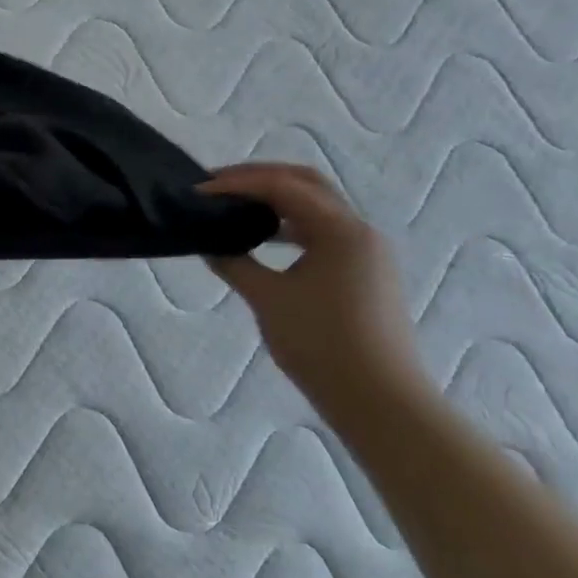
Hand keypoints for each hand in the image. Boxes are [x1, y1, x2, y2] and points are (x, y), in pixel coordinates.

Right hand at [202, 163, 429, 406]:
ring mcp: (366, 252)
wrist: (378, 399)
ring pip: (316, 207)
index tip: (198, 191)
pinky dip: (290, 226)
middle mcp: (359, 230)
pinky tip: (263, 240)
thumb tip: (210, 245)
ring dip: (275, 201)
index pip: (283, 186)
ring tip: (234, 208)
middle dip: (260, 179)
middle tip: (217, 185)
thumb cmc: (321, 344)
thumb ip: (235, 263)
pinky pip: (322, 232)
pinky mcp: (364, 272)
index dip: (237, 183)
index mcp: (341, 230)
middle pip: (306, 184)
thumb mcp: (268, 299)